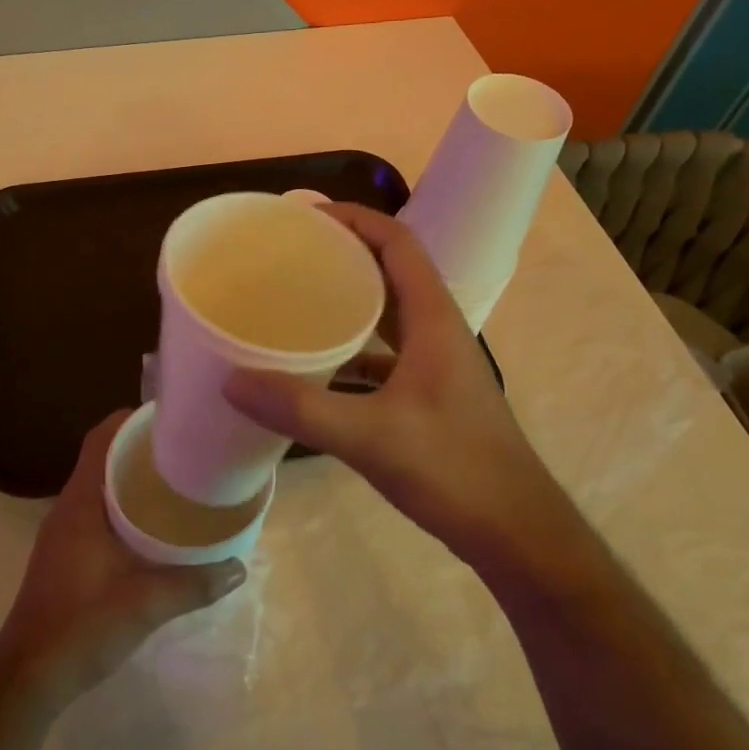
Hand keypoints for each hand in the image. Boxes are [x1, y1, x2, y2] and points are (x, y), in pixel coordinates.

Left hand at [0, 411, 245, 702]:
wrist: (28, 678)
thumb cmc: (81, 626)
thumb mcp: (144, 604)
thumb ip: (192, 584)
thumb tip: (238, 567)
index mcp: (81, 502)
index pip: (100, 439)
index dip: (130, 419)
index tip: (168, 416)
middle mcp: (68, 507)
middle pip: (103, 458)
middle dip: (140, 447)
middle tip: (184, 448)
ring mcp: (64, 532)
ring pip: (100, 486)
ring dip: (132, 478)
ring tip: (176, 481)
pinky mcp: (65, 555)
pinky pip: (97, 511)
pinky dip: (124, 506)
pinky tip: (153, 527)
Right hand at [223, 204, 579, 570]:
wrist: (516, 533)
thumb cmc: (455, 470)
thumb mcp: (372, 437)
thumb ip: (301, 409)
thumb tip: (232, 381)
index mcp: (432, 318)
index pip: (397, 241)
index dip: (354, 218)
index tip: (303, 217)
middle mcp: (435, 329)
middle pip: (388, 269)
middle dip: (341, 252)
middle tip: (286, 254)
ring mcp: (434, 363)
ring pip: (386, 312)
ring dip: (346, 299)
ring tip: (294, 299)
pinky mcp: (427, 393)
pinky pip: (382, 353)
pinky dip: (350, 348)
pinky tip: (315, 367)